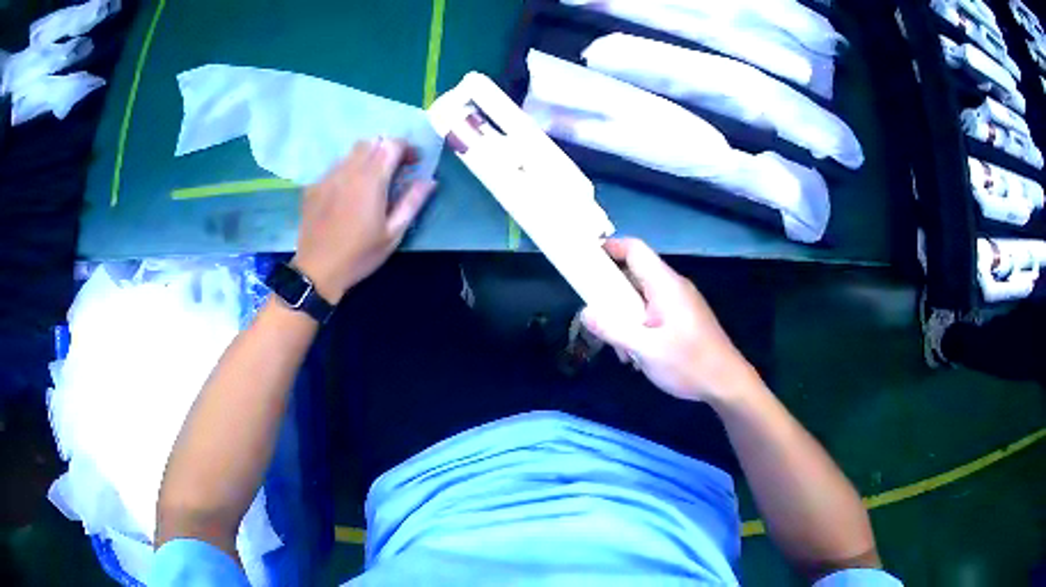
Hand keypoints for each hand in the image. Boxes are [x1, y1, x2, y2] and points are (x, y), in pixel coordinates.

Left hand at [292, 139, 435, 302]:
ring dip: (367, 158)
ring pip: (351, 152)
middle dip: (387, 149)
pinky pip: (335, 167)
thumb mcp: (393, 233)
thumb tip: (429, 180)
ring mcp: (328, 177)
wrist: (316, 271)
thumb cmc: (359, 255)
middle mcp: (348, 170)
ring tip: (372, 181)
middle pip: (371, 142)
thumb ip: (412, 202)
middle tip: (395, 169)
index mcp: (371, 180)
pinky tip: (349, 193)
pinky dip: (348, 170)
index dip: (406, 148)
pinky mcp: (314, 187)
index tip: (414, 163)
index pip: (392, 145)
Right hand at [581, 238, 753, 402]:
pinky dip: (638, 326)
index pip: (635, 249)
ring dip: (624, 317)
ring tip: (621, 350)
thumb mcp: (647, 350)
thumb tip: (585, 312)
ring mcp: (680, 303)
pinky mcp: (683, 318)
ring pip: (642, 297)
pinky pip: (653, 312)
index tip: (585, 261)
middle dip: (611, 294)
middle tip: (598, 319)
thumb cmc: (689, 364)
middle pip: (635, 274)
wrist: (727, 384)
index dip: (609, 248)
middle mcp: (673, 287)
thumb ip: (614, 330)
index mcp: (665, 285)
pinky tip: (637, 355)